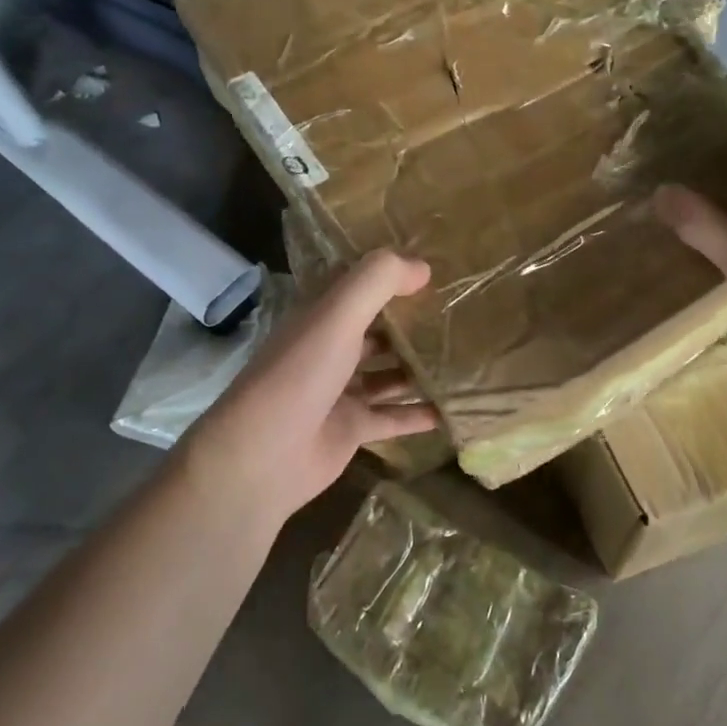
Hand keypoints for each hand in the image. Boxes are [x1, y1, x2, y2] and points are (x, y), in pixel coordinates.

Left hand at [177, 251, 438, 527]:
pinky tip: (454, 409)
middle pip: (377, 330)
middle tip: (458, 314)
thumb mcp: (337, 316)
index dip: (390, 275)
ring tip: (465, 358)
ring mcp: (341, 392)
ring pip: (388, 374)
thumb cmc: (299, 376)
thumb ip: (378, 282)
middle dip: (411, 322)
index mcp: (320, 317)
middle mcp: (330, 350)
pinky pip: (394, 416)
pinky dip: (421, 413)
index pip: (357, 286)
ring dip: (420, 367)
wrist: (261, 458)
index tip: (433, 268)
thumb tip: (423, 267)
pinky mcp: (352, 429)